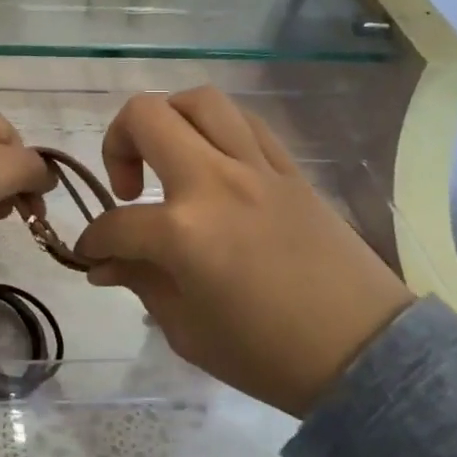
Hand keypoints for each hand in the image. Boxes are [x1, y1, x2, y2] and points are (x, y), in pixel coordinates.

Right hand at [74, 87, 412, 416]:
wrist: (364, 354)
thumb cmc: (268, 355)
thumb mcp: (187, 330)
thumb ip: (140, 282)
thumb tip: (104, 263)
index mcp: (184, 232)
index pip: (115, 223)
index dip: (93, 241)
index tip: (92, 255)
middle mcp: (216, 182)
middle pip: (146, 117)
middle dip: (116, 143)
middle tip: (126, 188)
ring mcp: (257, 168)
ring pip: (200, 101)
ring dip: (168, 119)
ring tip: (167, 158)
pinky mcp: (290, 170)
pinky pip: (246, 123)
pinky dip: (217, 130)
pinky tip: (213, 162)